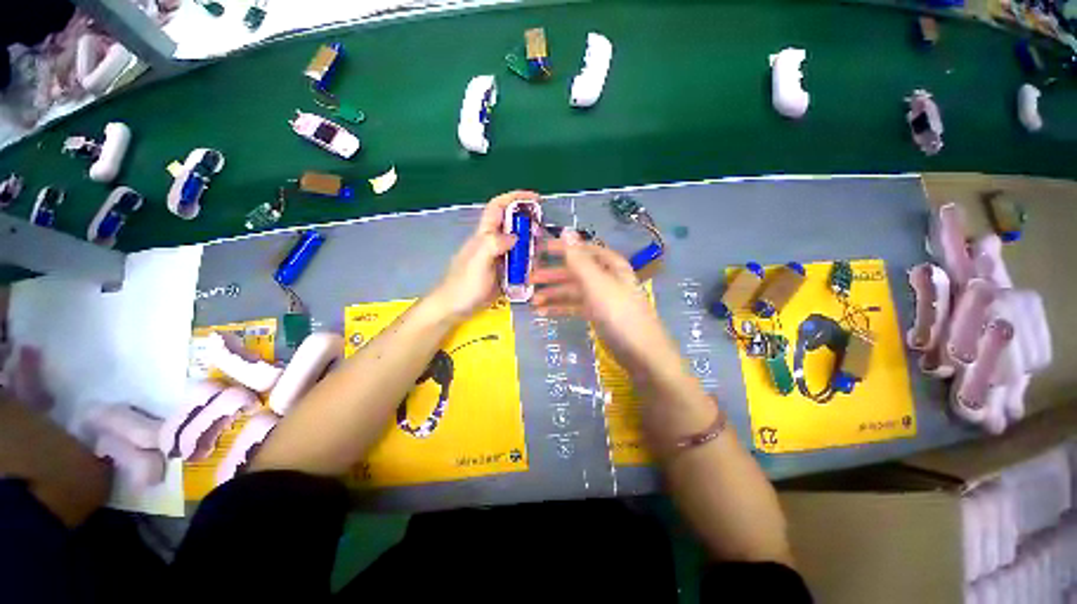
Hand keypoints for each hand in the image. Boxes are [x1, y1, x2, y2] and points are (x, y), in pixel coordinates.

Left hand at [430, 190, 540, 320]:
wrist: (454, 308)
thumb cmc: (463, 285)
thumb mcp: (477, 262)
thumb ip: (493, 245)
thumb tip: (515, 236)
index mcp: (484, 236)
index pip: (498, 207)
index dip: (515, 198)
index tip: (535, 199)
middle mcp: (492, 243)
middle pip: (511, 225)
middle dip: (528, 223)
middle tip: (542, 233)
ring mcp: (498, 259)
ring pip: (517, 244)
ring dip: (530, 244)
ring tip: (541, 252)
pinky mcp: (503, 273)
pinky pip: (518, 262)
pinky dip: (529, 262)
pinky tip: (536, 268)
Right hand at [530, 231, 681, 376]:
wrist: (641, 353)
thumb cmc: (618, 313)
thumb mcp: (597, 283)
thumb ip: (579, 259)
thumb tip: (566, 230)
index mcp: (610, 265)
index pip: (583, 250)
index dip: (562, 248)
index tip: (539, 249)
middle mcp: (606, 279)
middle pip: (575, 272)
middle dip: (553, 275)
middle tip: (530, 279)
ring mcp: (602, 298)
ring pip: (573, 291)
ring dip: (553, 294)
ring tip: (532, 301)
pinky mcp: (598, 316)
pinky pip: (576, 307)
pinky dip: (560, 308)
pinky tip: (543, 313)